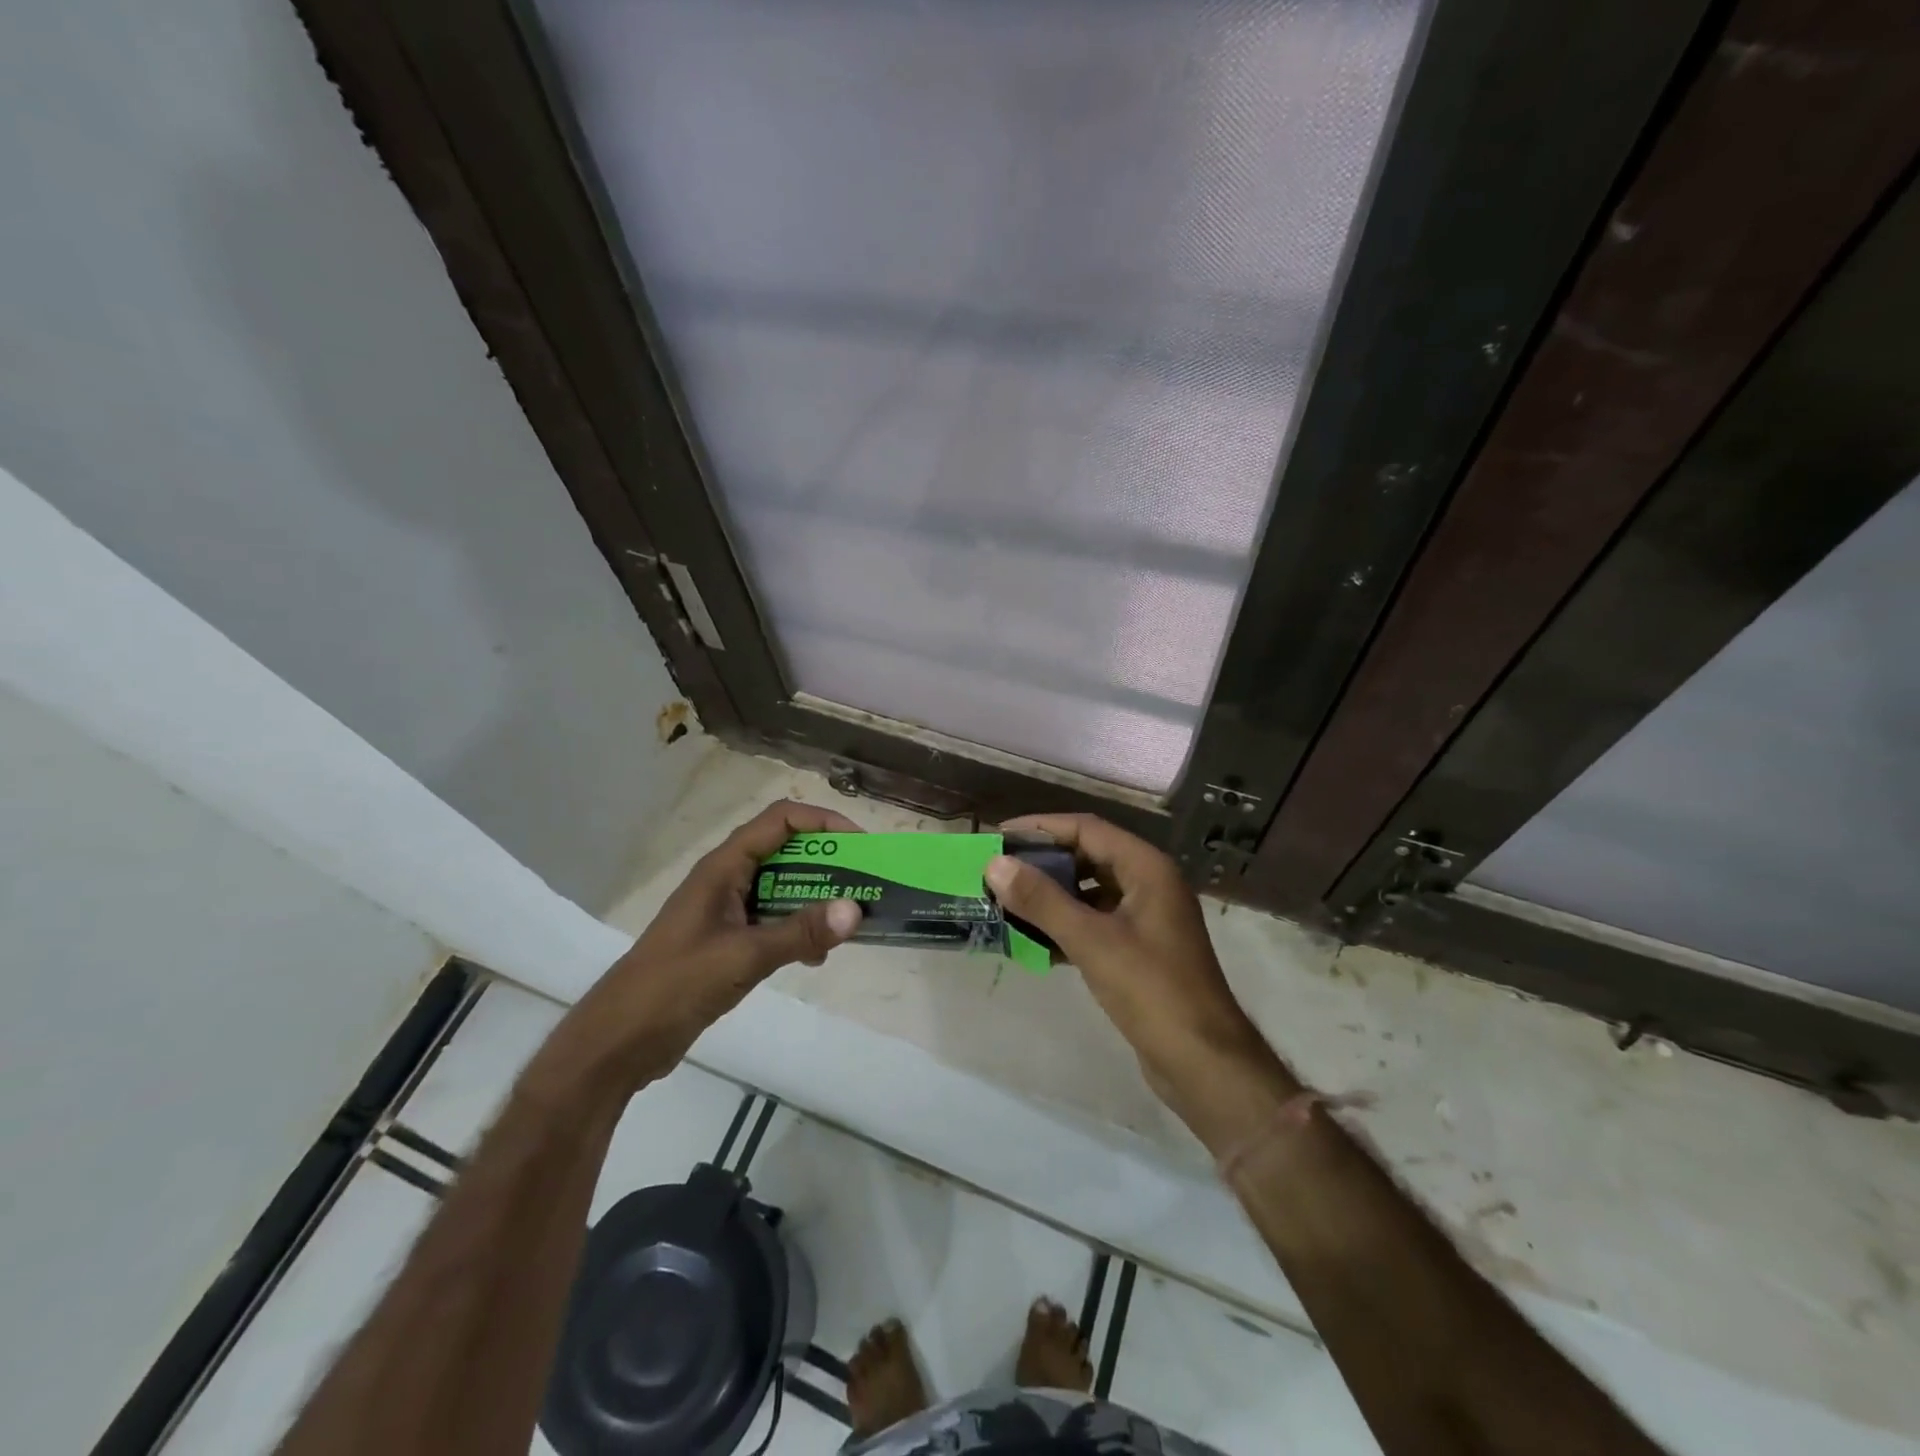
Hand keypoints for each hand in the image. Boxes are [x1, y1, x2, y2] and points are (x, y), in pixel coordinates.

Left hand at [546, 800, 864, 1093]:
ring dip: (816, 897)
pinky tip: (816, 958)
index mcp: (724, 867)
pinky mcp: (727, 940)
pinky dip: (798, 929)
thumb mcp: (743, 956)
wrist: (620, 1040)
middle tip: (864, 883)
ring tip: (849, 918)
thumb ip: (800, 932)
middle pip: (785, 850)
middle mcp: (727, 879)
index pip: (780, 820)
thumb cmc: (676, 984)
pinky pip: (773, 921)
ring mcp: (726, 910)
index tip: (859, 846)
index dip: (822, 822)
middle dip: (827, 862)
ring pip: (782, 887)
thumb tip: (855, 911)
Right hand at [986, 814, 1296, 1145]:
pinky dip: (1065, 927)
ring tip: (1006, 905)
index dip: (1041, 828)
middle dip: (1042, 863)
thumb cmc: (1151, 990)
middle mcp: (1149, 883)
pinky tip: (1033, 944)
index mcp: (1146, 868)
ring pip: (1090, 892)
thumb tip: (996, 864)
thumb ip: (1042, 900)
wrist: (1203, 1062)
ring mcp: (1147, 918)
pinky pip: (1095, 923)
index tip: (999, 837)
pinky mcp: (1140, 949)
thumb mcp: (1092, 941)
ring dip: (1051, 897)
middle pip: (1088, 856)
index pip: (1087, 828)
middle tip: (998, 872)